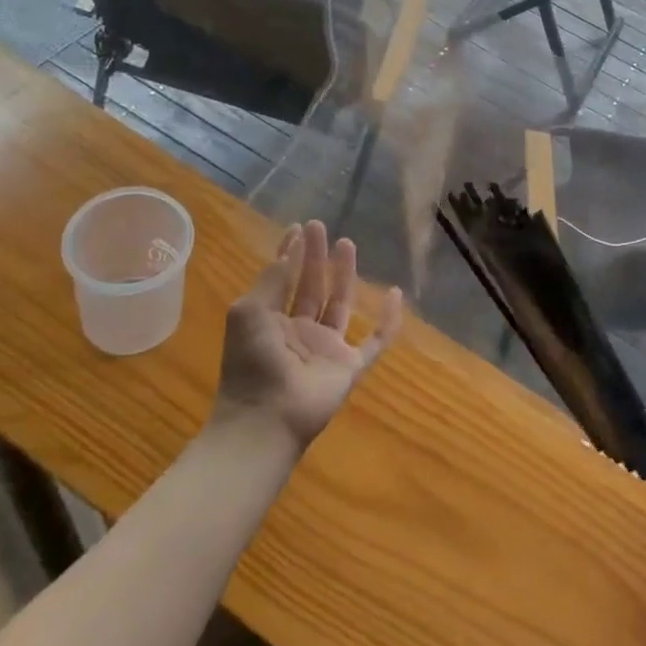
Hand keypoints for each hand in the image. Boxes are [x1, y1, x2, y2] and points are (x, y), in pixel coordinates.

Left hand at [212, 220, 404, 456]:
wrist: (266, 418)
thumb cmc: (252, 362)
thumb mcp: (249, 312)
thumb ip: (271, 280)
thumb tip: (288, 250)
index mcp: (270, 321)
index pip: (283, 280)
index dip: (290, 254)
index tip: (298, 228)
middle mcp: (299, 332)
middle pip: (311, 287)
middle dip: (316, 257)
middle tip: (320, 226)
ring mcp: (326, 349)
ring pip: (340, 304)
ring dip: (344, 275)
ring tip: (347, 243)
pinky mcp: (350, 367)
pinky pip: (375, 341)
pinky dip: (388, 320)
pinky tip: (395, 294)